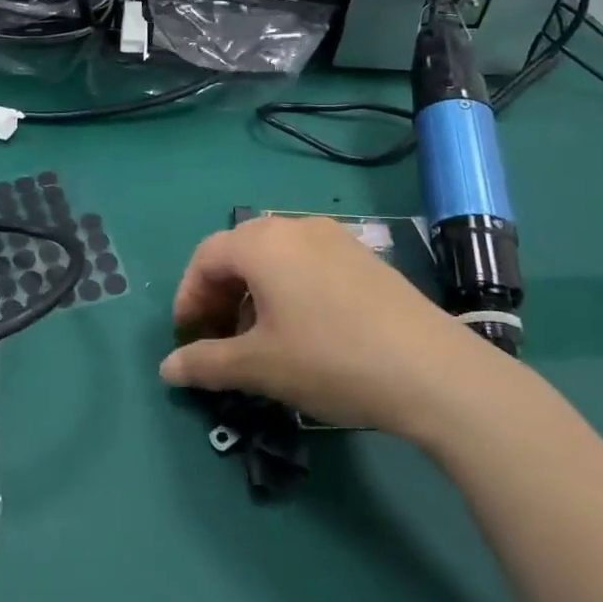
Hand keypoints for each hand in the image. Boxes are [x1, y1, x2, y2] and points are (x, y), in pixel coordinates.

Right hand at [159, 214, 505, 439]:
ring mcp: (335, 239)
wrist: (436, 373)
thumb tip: (166, 369)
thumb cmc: (330, 360)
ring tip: (260, 339)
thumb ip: (205, 363)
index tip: (188, 338)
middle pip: (238, 252)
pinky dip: (288, 290)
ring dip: (253, 293)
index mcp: (262, 243)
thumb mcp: (259, 366)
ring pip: (275, 258)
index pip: (204, 258)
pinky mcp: (365, 258)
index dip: (188, 297)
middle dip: (219, 295)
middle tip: (220, 338)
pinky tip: (304, 331)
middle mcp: (295, 228)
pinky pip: (308, 264)